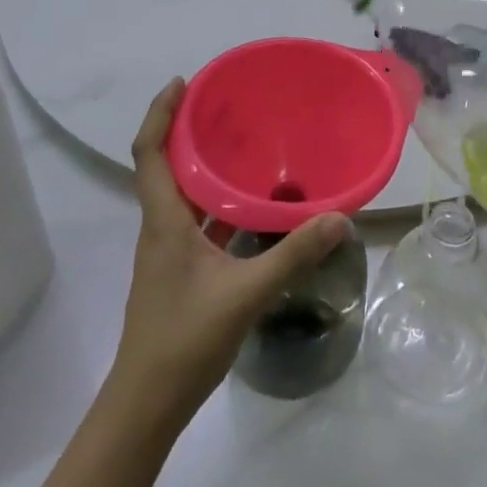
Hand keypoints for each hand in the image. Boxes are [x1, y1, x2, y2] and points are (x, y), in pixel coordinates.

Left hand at [113, 81, 350, 422]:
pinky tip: (250, 208)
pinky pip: (195, 222)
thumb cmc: (185, 340)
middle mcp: (160, 227)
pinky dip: (216, 205)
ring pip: (182, 194)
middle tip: (228, 107)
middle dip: (188, 131)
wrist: (147, 404)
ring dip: (204, 167)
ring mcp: (167, 252)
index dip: (159, 113)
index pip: (149, 152)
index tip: (183, 83)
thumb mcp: (246, 294)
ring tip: (243, 146)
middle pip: (165, 165)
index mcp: (164, 221)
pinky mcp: (178, 271)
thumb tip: (339, 218)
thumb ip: (293, 255)